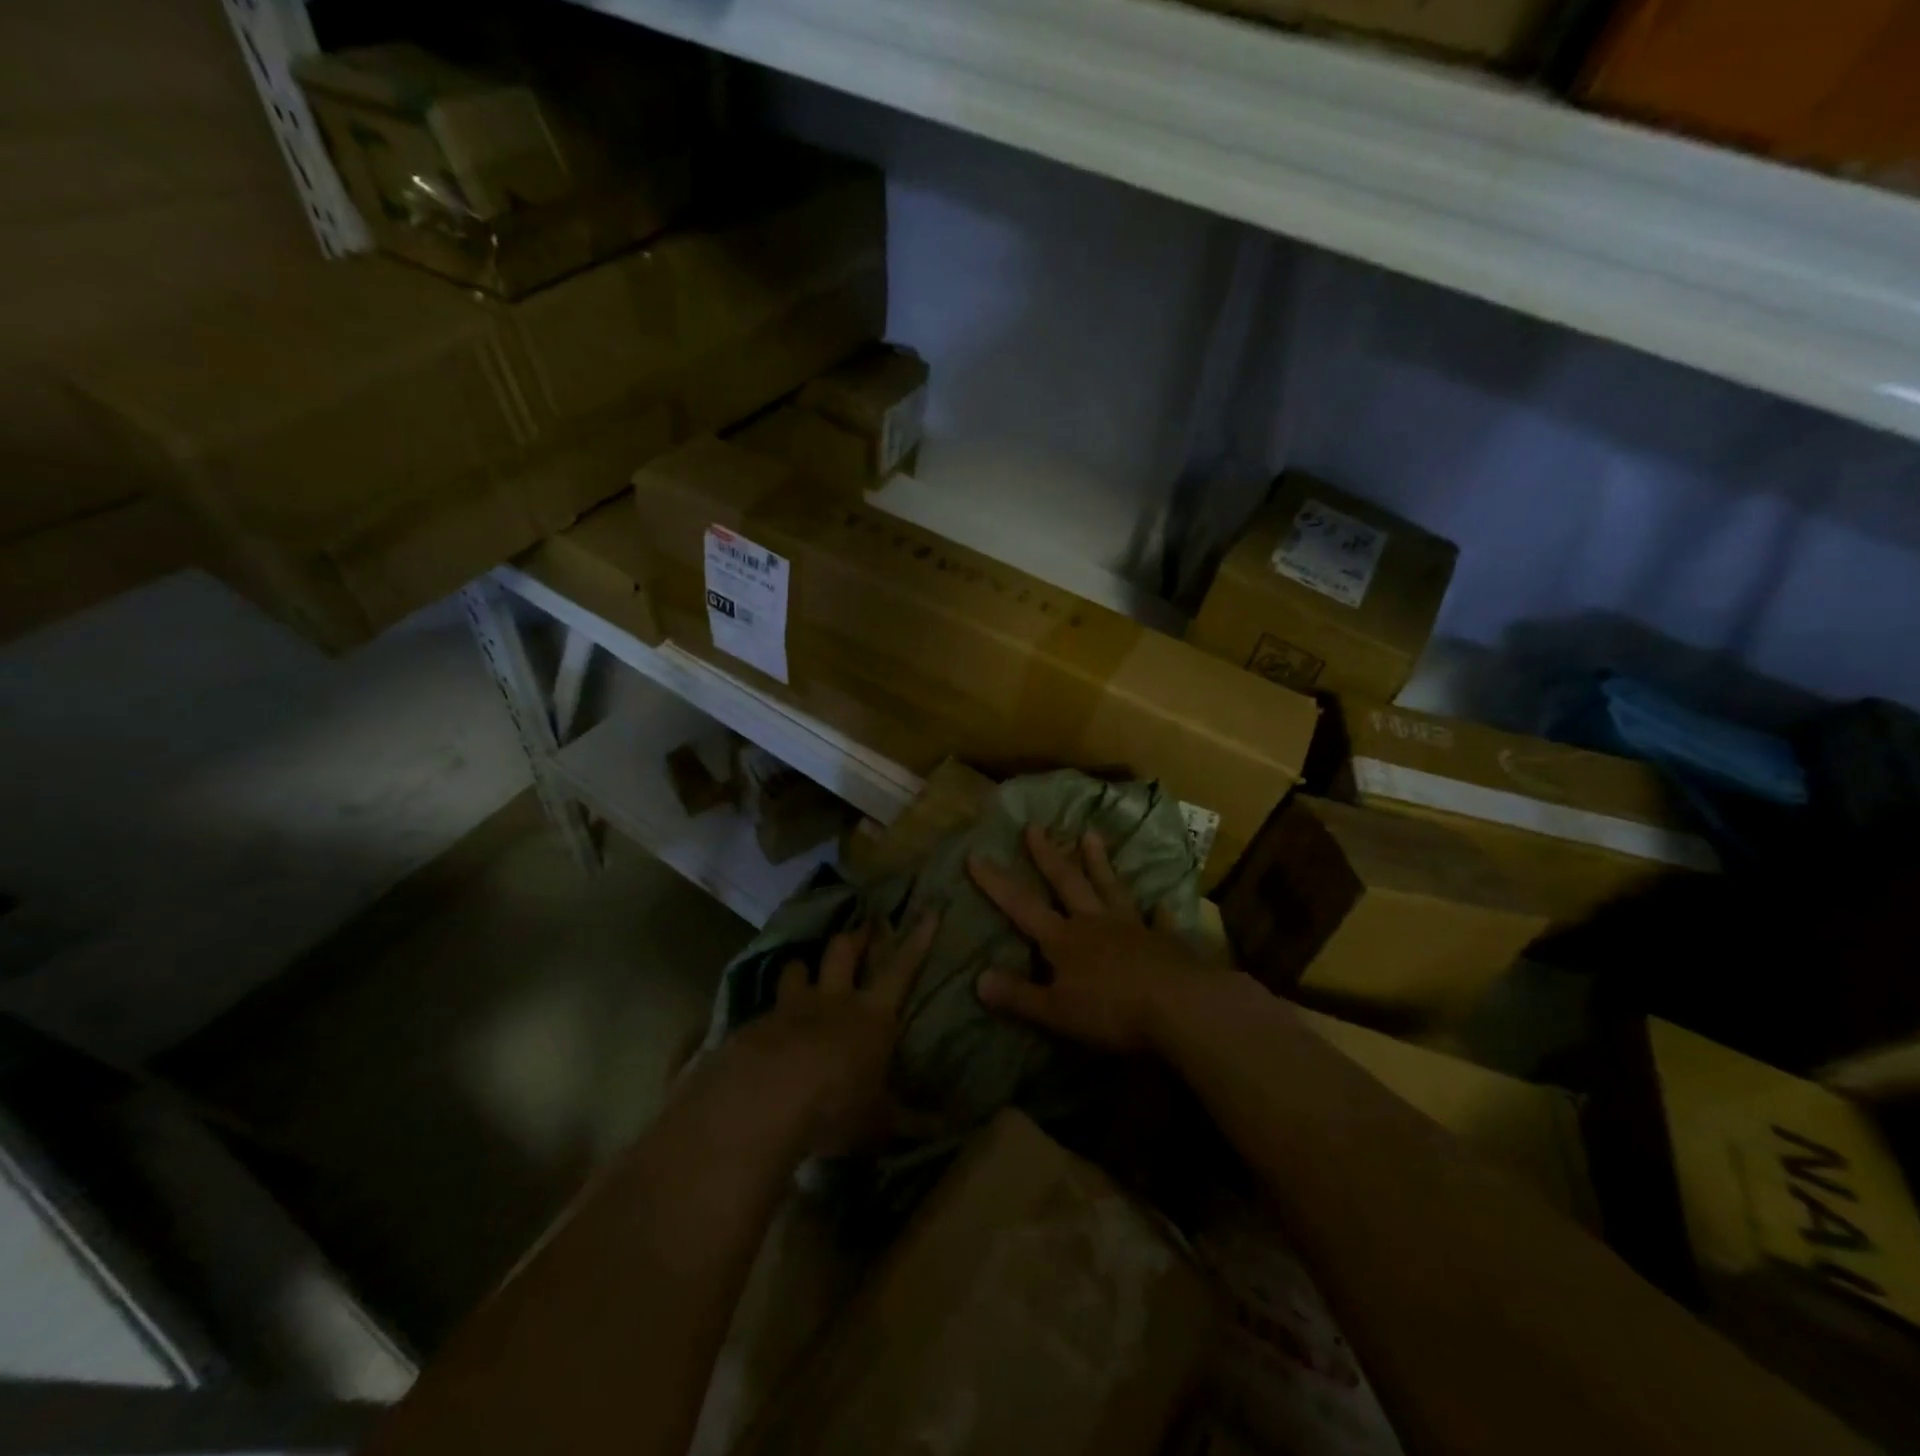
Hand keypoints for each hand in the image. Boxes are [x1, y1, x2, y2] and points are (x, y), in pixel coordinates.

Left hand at [727, 911, 936, 1155]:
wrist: (761, 1103)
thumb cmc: (834, 1107)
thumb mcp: (879, 1122)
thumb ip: (912, 1121)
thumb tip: (950, 1129)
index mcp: (871, 1016)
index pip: (902, 968)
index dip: (917, 939)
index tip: (928, 910)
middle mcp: (833, 1001)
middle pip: (844, 952)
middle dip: (855, 936)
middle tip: (863, 925)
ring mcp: (790, 1008)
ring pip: (798, 969)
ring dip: (804, 967)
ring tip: (805, 968)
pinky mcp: (754, 1024)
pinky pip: (765, 1008)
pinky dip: (770, 1013)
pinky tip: (765, 1030)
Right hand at [967, 824, 1203, 1054]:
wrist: (1180, 1007)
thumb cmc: (1111, 1010)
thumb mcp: (1056, 1012)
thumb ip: (1019, 996)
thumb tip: (978, 979)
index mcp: (1063, 940)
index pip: (1021, 907)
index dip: (996, 884)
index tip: (975, 855)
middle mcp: (1094, 923)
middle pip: (1067, 883)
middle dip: (1048, 856)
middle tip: (1034, 826)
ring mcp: (1132, 927)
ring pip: (1110, 888)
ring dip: (1099, 862)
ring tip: (1090, 834)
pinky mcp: (1164, 941)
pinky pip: (1159, 922)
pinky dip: (1159, 913)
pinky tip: (1162, 904)